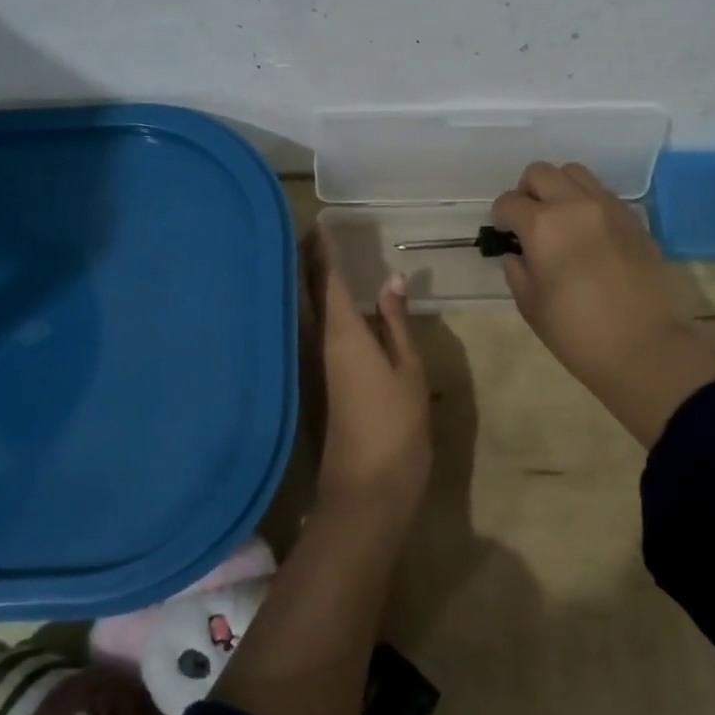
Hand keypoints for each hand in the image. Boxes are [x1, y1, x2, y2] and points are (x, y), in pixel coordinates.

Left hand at [303, 228, 431, 523]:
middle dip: (307, 261)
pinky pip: (311, 331)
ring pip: (305, 312)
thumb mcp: (409, 370)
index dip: (323, 250)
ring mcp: (312, 365)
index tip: (318, 223)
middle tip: (311, 233)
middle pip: (307, 292)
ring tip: (315, 258)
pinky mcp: (315, 383)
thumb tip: (392, 280)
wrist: (365, 491)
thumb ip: (397, 323)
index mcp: (342, 333)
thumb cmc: (395, 426)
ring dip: (307, 283)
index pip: (328, 279)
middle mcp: (318, 343)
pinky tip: (324, 307)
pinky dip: (314, 309)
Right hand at [492, 162, 714, 444]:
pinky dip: (586, 202)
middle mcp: (575, 204)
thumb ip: (517, 270)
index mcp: (543, 225)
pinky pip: (602, 193)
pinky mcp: (634, 218)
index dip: (501, 218)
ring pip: (574, 173)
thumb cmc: (577, 333)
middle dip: (527, 193)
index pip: (508, 202)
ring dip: (558, 189)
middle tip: (529, 222)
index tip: (505, 235)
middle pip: (540, 172)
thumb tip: (517, 253)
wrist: (646, 348)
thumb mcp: (531, 305)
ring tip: (560, 220)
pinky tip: (588, 234)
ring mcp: (608, 207)